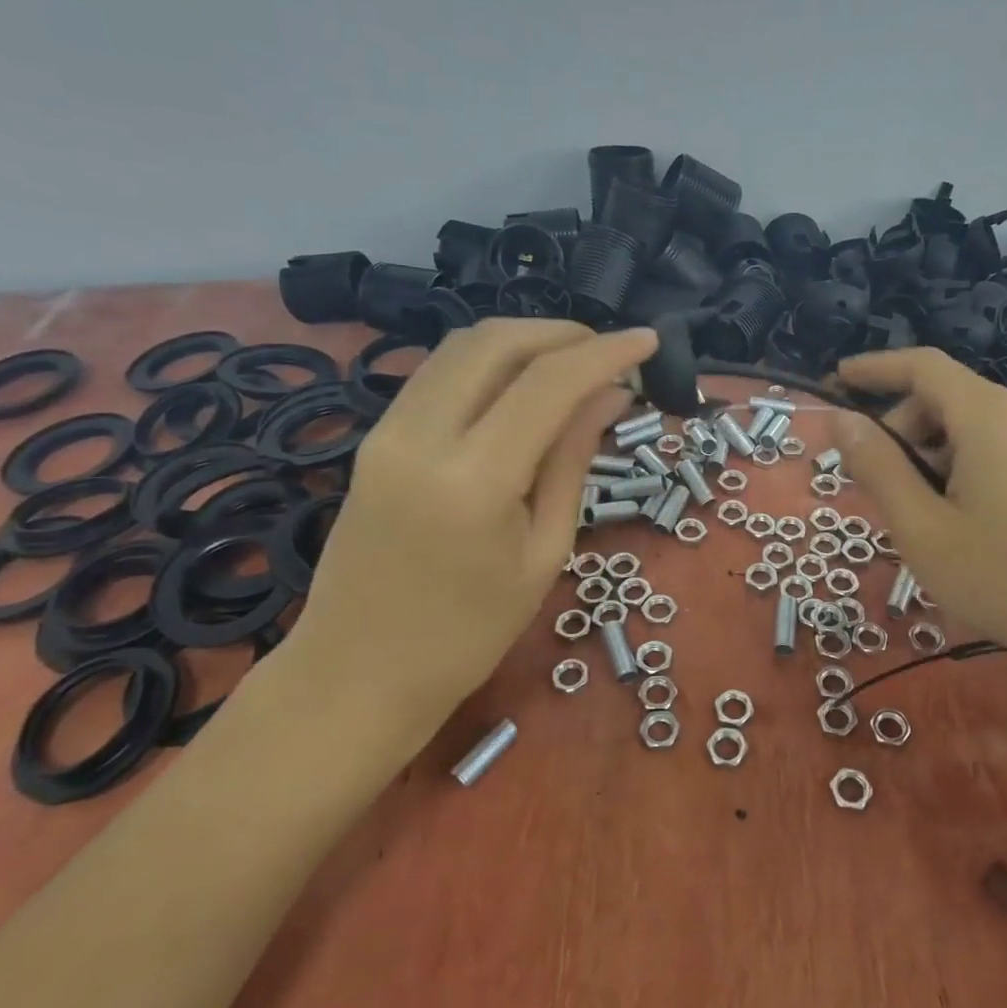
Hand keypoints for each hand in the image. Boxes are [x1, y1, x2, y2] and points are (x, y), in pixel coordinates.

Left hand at [282, 319, 655, 734]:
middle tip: (609, 352)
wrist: (356, 674)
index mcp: (474, 480)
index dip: (606, 353)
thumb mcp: (543, 552)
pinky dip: (489, 362)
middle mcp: (421, 437)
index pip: (548, 383)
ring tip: (573, 363)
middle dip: (563, 333)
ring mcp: (387, 432)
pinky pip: (437, 373)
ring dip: (524, 340)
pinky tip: (521, 385)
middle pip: (497, 342)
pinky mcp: (374, 438)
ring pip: (461, 347)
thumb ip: (573, 461)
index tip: (649, 341)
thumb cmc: (468, 634)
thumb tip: (611, 396)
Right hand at [833, 348, 1006, 666]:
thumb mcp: (923, 529)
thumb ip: (877, 467)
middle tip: (877, 488)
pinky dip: (962, 465)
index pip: (920, 365)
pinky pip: (997, 445)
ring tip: (921, 515)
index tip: (835, 381)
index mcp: (988, 414)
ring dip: (930, 454)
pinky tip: (961, 518)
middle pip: (943, 397)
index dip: (873, 368)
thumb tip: (841, 420)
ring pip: (969, 425)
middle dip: (900, 430)